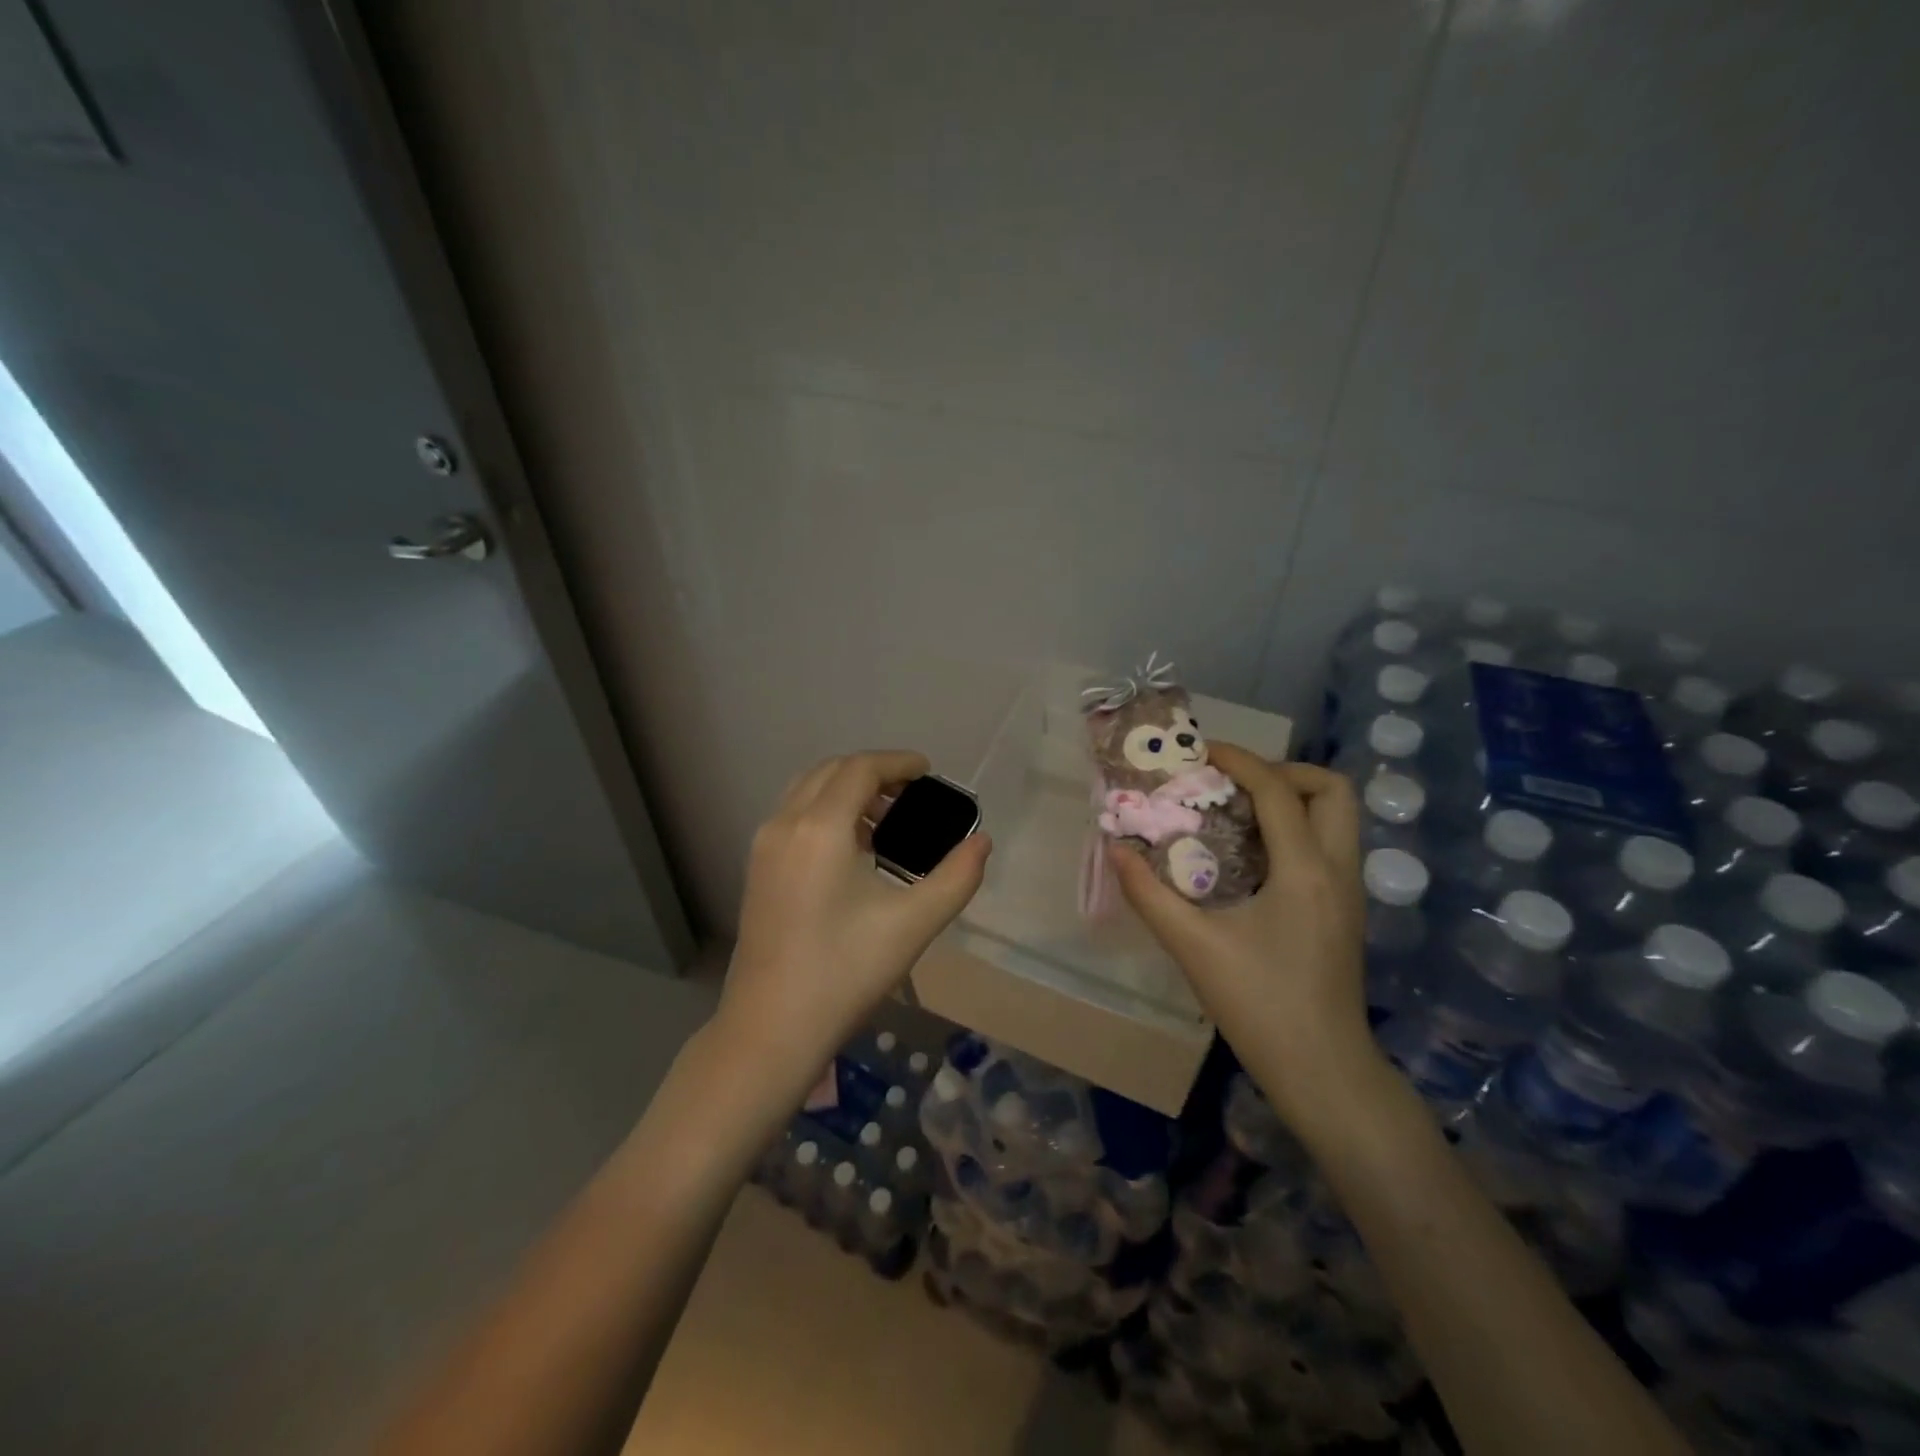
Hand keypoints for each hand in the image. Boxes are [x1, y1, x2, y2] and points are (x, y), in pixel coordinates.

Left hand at [720, 751, 991, 1092]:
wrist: (771, 1029)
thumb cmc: (845, 972)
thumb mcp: (913, 924)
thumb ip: (957, 877)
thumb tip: (982, 843)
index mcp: (820, 828)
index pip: (861, 769)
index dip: (898, 762)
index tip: (929, 771)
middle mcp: (785, 824)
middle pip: (831, 771)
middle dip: (873, 771)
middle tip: (913, 793)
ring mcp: (764, 846)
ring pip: (808, 790)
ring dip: (847, 789)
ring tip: (887, 818)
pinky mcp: (757, 869)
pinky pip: (794, 815)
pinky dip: (826, 810)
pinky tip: (854, 847)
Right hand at [1108, 745, 1382, 1130]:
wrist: (1323, 1070)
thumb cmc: (1259, 1006)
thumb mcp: (1193, 947)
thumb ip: (1148, 894)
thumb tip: (1115, 849)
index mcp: (1305, 871)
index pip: (1278, 790)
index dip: (1240, 760)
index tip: (1202, 754)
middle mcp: (1337, 870)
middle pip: (1333, 789)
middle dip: (1283, 772)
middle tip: (1235, 786)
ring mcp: (1348, 891)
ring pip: (1337, 817)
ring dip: (1291, 799)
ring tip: (1237, 814)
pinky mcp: (1345, 910)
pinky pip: (1327, 844)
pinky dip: (1294, 829)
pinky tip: (1250, 856)